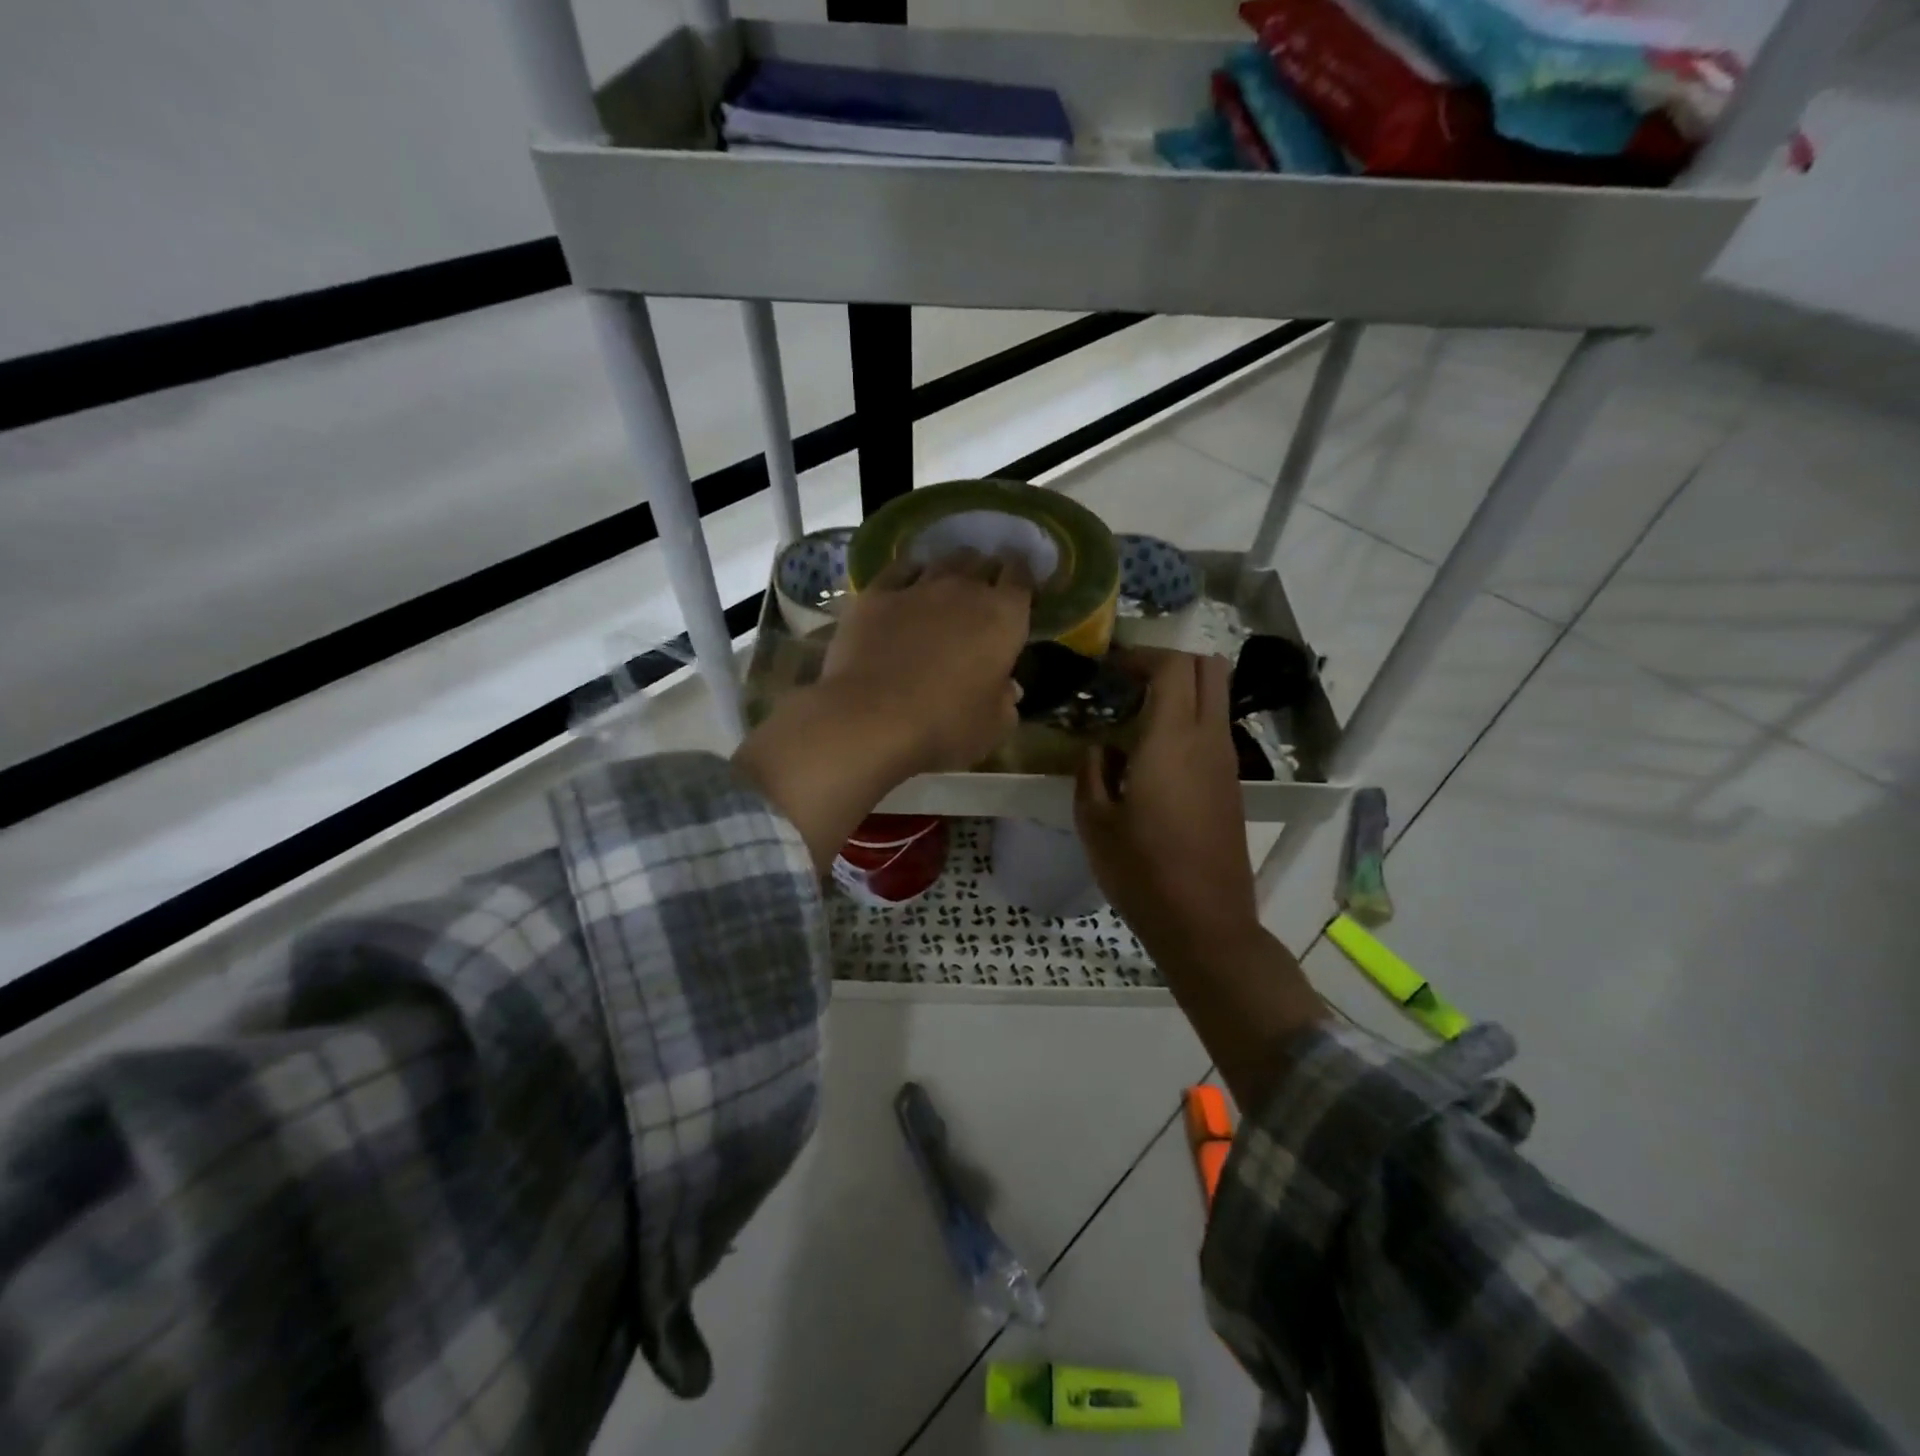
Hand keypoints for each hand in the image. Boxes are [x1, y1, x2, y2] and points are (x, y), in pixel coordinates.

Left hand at [820, 550, 1033, 776]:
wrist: (871, 719)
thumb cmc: (945, 727)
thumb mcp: (993, 727)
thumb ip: (1005, 702)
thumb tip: (1008, 689)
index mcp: (1003, 617)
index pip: (1022, 576)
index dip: (1023, 576)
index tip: (1019, 588)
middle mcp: (964, 590)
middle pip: (981, 562)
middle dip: (986, 572)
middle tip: (983, 590)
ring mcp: (917, 588)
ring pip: (941, 560)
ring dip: (949, 569)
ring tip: (947, 584)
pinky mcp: (875, 595)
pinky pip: (898, 570)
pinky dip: (908, 574)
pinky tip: (906, 585)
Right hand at [1075, 649, 1322, 1107]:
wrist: (1205, 923)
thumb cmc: (1142, 871)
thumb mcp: (1094, 820)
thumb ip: (1092, 770)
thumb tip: (1102, 747)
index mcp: (1172, 740)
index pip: (1172, 666)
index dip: (1141, 655)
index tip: (1109, 668)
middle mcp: (1208, 739)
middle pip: (1208, 668)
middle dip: (1168, 661)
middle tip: (1128, 681)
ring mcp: (1226, 762)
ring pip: (1214, 698)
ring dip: (1179, 692)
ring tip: (1132, 717)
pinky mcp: (1231, 785)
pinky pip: (1213, 730)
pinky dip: (1186, 721)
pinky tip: (1150, 754)